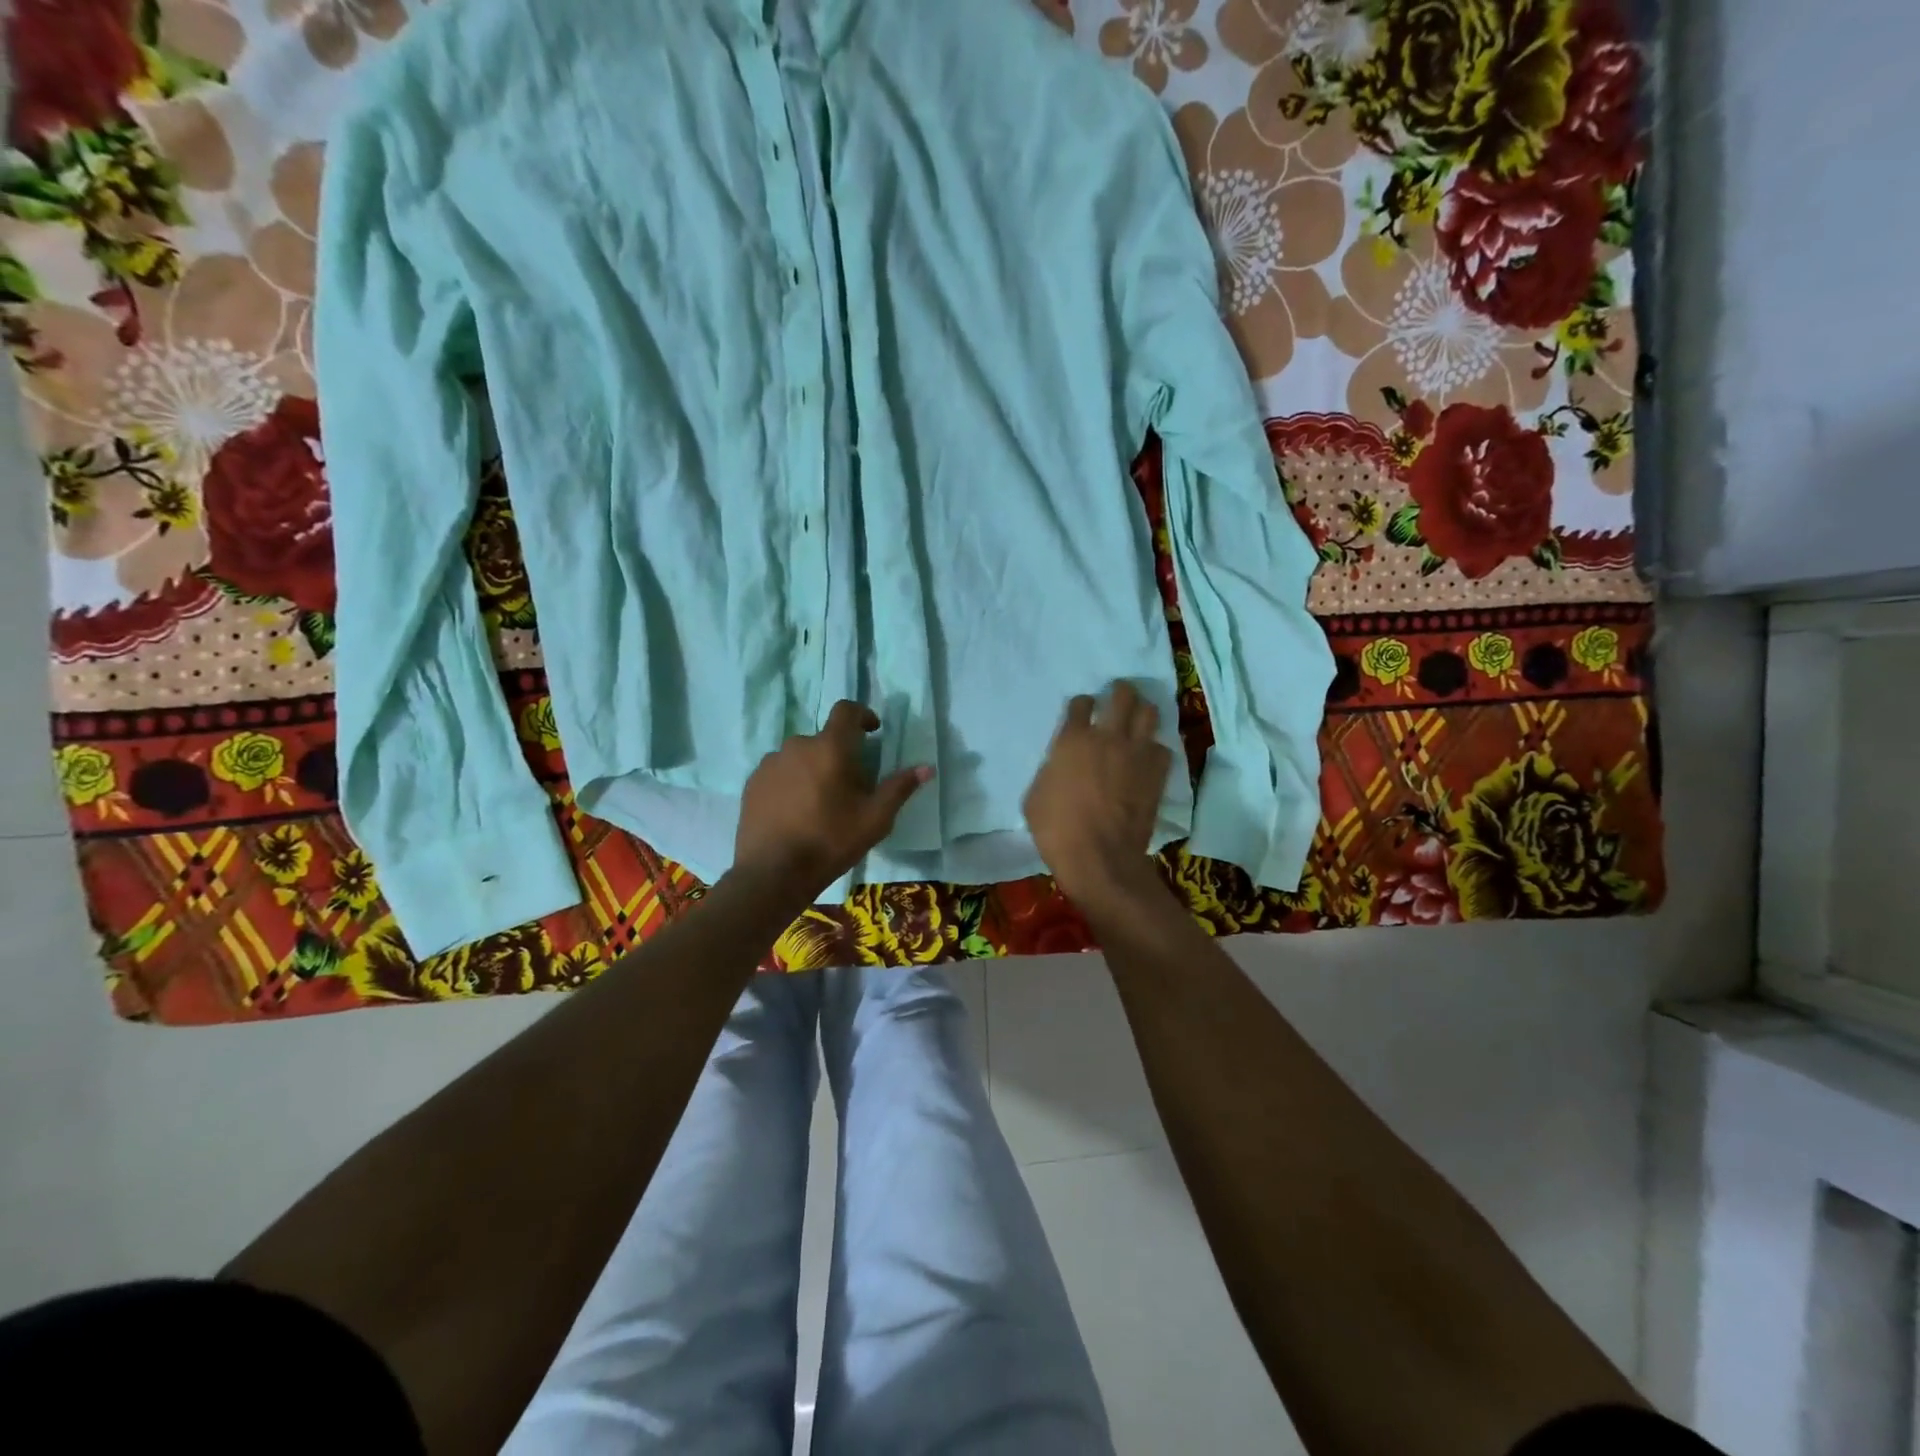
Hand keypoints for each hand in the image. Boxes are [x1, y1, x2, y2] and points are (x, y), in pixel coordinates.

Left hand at [734, 701, 931, 896]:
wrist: (772, 873)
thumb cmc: (830, 841)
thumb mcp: (875, 818)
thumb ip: (900, 788)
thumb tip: (927, 768)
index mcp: (830, 748)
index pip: (846, 710)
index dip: (862, 714)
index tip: (872, 731)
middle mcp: (797, 745)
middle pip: (824, 739)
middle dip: (839, 754)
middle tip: (850, 786)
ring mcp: (770, 763)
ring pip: (800, 756)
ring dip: (813, 768)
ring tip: (820, 802)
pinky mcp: (753, 782)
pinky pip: (779, 772)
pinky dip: (791, 782)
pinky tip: (795, 812)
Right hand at [1023, 682, 1171, 909]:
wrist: (1099, 857)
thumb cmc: (1057, 829)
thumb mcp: (1035, 796)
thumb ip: (1051, 770)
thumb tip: (1060, 766)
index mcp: (1073, 739)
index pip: (1081, 703)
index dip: (1082, 704)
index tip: (1082, 710)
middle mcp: (1108, 737)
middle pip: (1122, 695)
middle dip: (1120, 691)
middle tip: (1118, 695)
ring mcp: (1137, 753)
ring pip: (1149, 713)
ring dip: (1143, 711)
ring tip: (1138, 717)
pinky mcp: (1157, 773)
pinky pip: (1162, 748)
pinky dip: (1155, 749)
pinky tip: (1149, 757)